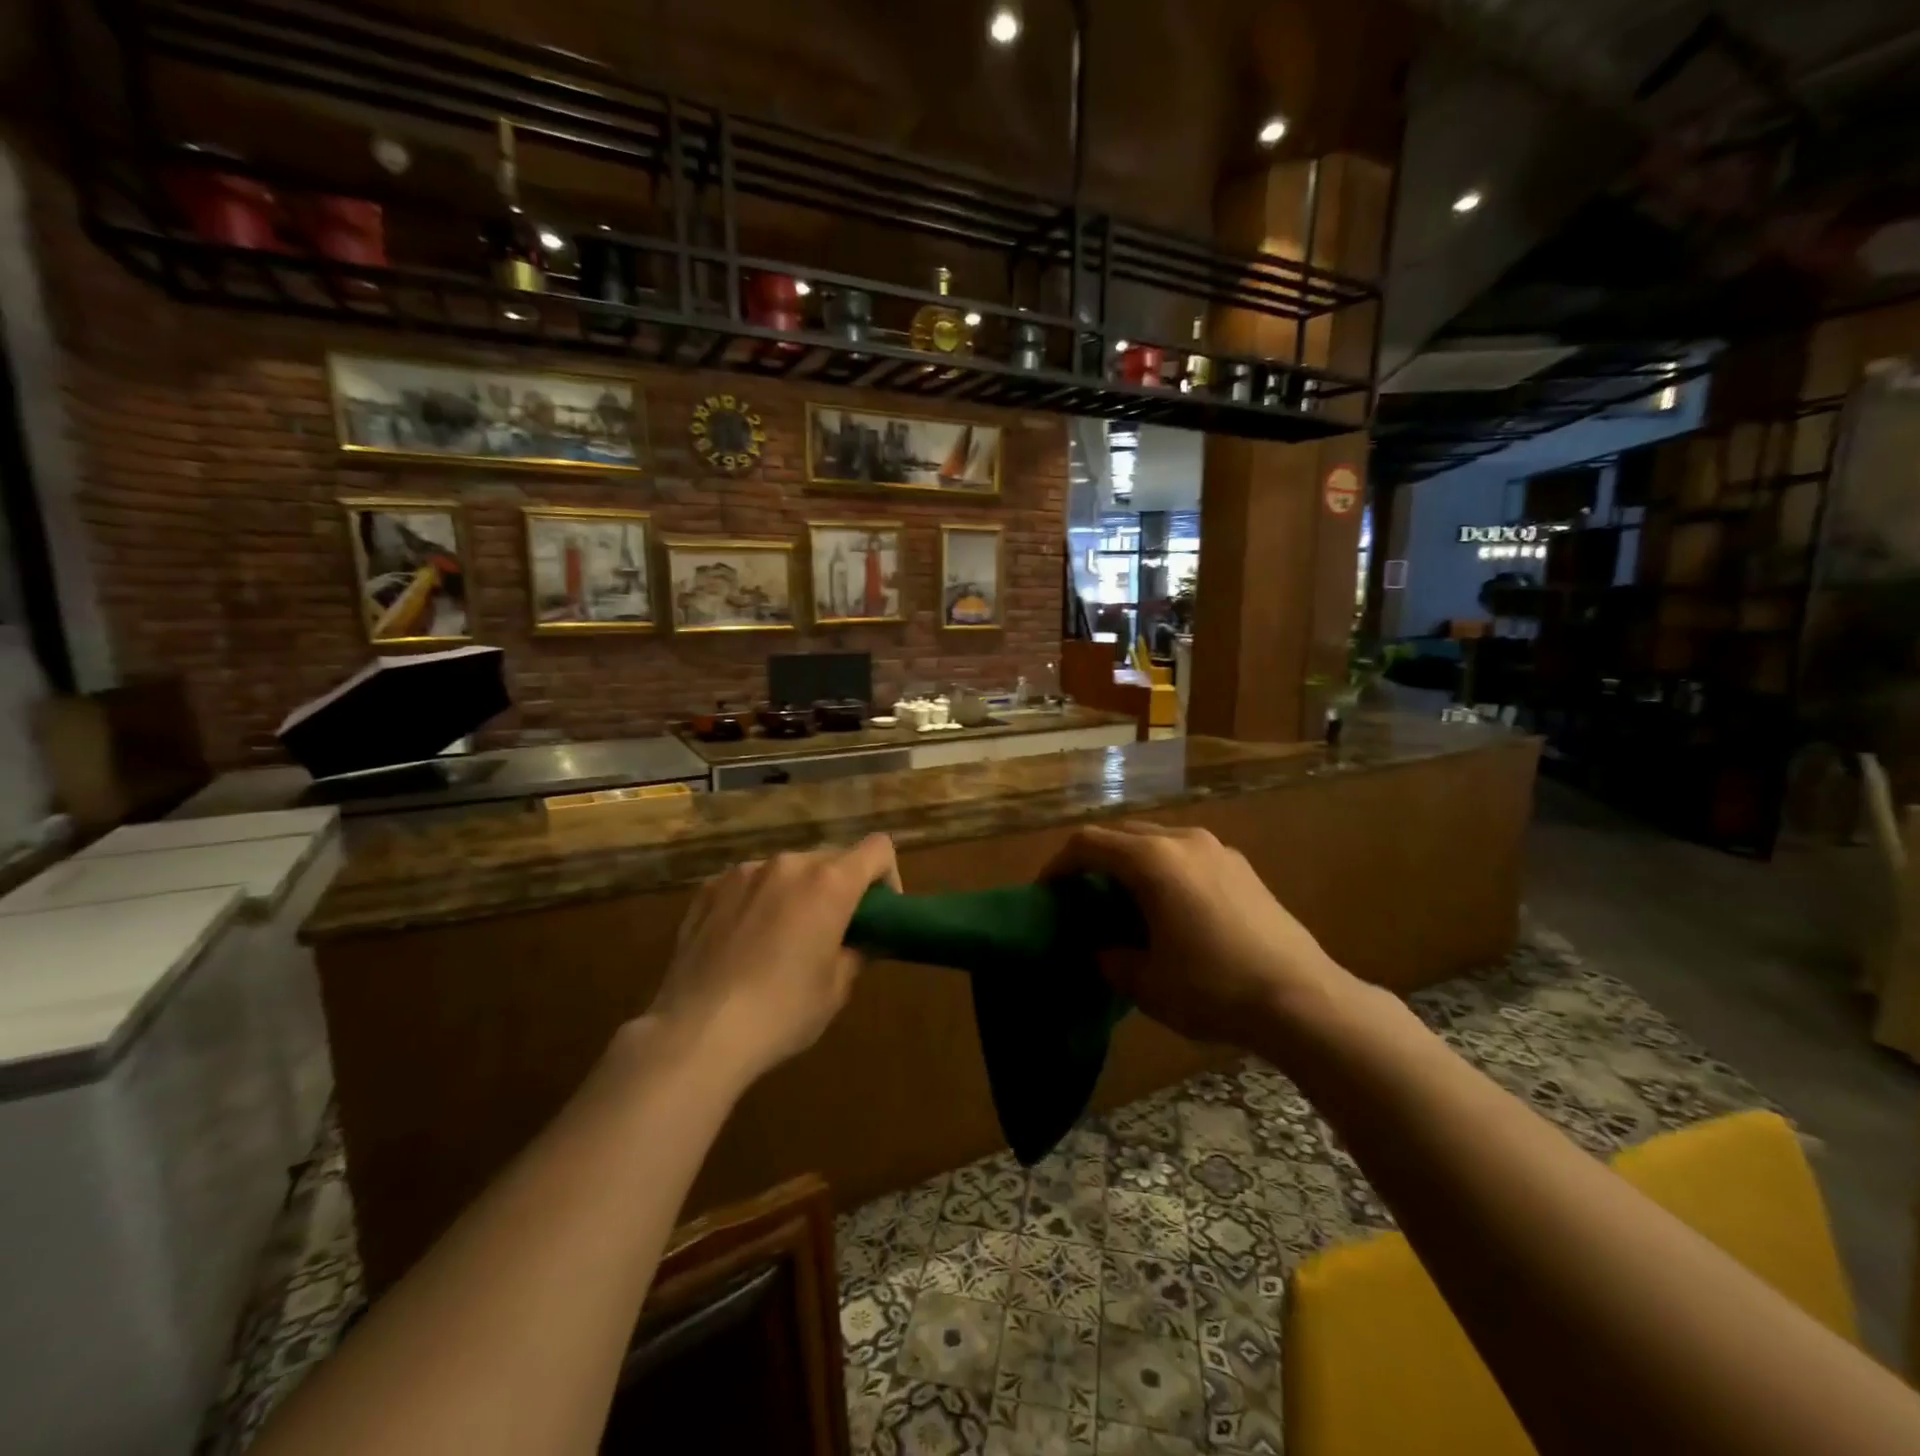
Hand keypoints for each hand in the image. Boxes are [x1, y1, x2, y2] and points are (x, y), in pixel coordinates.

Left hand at [646, 835, 899, 1086]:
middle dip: (840, 888)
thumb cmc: (781, 1012)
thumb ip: (856, 951)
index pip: (877, 849)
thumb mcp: (835, 989)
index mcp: (829, 883)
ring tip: (782, 938)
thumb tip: (862, 940)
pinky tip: (744, 941)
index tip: (878, 912)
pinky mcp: (708, 889)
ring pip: (787, 870)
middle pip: (831, 859)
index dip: (887, 876)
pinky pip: (749, 883)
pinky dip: (758, 900)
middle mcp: (788, 864)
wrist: (697, 1033)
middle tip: (832, 932)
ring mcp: (743, 873)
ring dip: (797, 892)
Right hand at [1046, 822, 1355, 1046]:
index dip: (1058, 864)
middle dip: (1094, 860)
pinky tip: (1171, 908)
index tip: (1047, 892)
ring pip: (1157, 841)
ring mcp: (1217, 849)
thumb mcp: (1146, 984)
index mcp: (1152, 859)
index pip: (1088, 844)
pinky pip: (1187, 854)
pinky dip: (1164, 870)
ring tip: (1125, 902)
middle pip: (1122, 834)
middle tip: (1082, 896)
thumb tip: (1101, 950)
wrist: (1303, 999)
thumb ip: (1110, 960)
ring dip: (1131, 863)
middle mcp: (1183, 840)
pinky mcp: (1242, 866)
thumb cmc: (1213, 988)